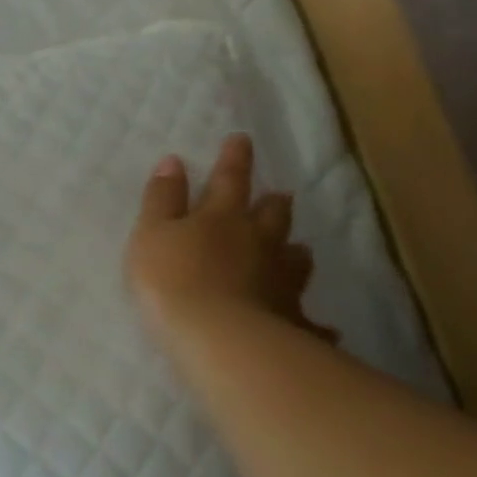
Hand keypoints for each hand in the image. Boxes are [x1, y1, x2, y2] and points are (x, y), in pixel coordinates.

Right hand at [124, 133, 333, 341]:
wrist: (217, 337)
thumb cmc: (172, 278)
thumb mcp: (151, 232)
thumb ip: (162, 198)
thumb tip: (173, 160)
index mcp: (221, 217)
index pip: (229, 179)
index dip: (234, 159)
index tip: (242, 139)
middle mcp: (258, 243)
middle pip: (272, 217)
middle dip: (273, 204)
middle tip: (280, 196)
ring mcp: (280, 282)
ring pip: (295, 260)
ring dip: (295, 253)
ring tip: (299, 251)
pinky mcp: (291, 321)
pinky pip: (309, 321)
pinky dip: (314, 323)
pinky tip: (324, 330)